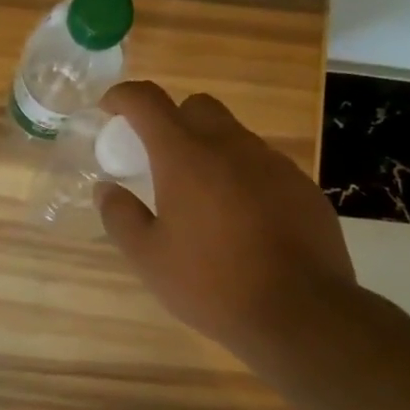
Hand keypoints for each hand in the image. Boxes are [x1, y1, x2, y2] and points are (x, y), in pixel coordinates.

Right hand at [97, 80, 355, 377]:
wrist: (299, 312)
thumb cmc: (210, 283)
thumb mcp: (148, 257)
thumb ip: (120, 216)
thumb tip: (106, 189)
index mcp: (186, 157)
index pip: (148, 102)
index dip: (123, 97)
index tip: (110, 109)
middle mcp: (232, 147)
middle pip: (197, 107)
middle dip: (171, 119)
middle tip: (157, 159)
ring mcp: (273, 164)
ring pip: (234, 136)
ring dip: (209, 150)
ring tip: (199, 198)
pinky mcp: (302, 187)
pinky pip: (263, 165)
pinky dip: (241, 176)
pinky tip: (239, 219)